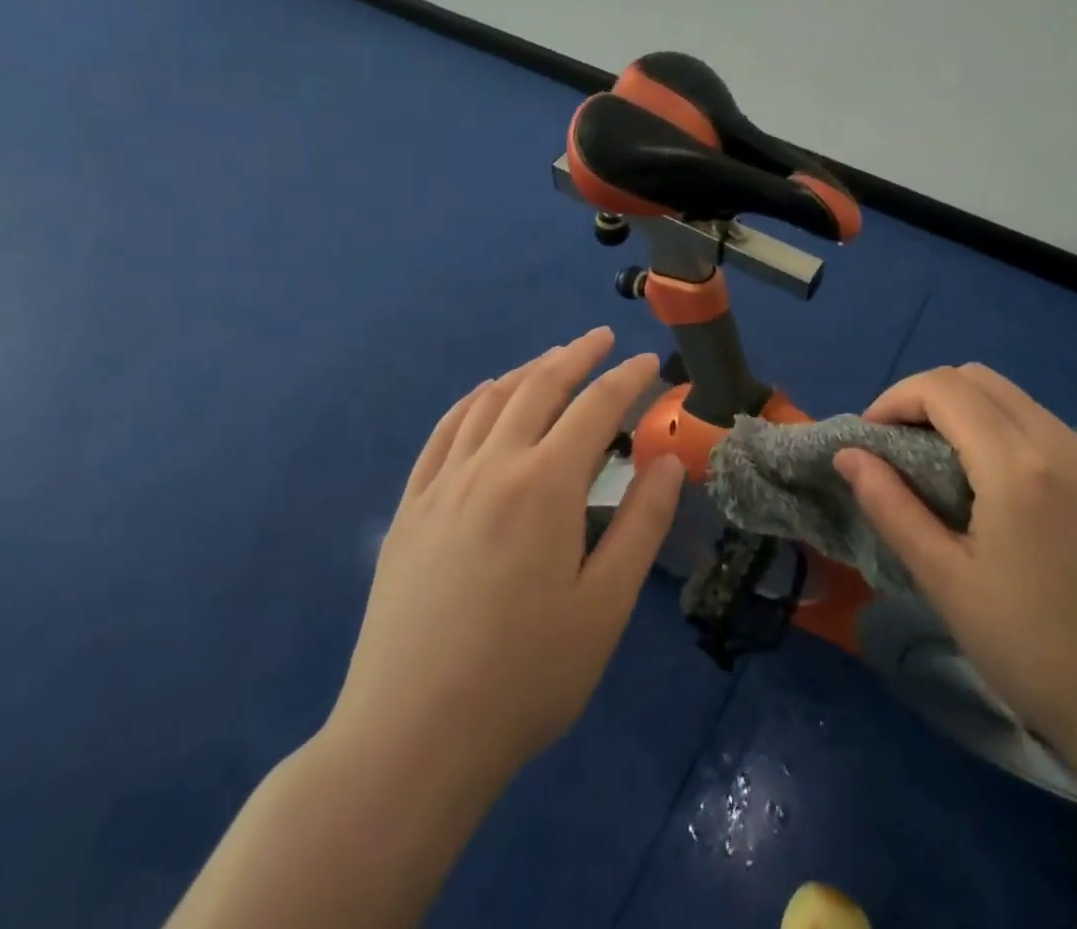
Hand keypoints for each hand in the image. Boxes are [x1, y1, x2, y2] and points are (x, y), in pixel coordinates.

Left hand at [325, 328, 684, 789]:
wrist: (410, 738)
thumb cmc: (525, 676)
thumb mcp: (604, 606)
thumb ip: (641, 524)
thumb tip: (667, 462)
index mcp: (544, 485)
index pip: (595, 408)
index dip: (627, 379)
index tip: (650, 361)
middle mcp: (491, 466)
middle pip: (538, 387)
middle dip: (575, 355)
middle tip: (602, 339)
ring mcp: (442, 485)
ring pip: (489, 401)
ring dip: (526, 371)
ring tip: (552, 360)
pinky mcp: (410, 510)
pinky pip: (443, 433)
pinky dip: (471, 402)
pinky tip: (484, 398)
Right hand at [834, 364, 1076, 771]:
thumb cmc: (1032, 654)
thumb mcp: (945, 582)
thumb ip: (890, 505)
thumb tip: (848, 453)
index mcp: (1019, 468)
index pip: (944, 388)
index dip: (896, 398)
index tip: (871, 438)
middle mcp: (1066, 447)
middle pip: (981, 379)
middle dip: (929, 398)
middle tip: (903, 446)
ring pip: (1019, 402)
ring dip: (971, 415)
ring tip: (948, 468)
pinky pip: (1053, 433)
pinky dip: (1012, 438)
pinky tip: (1007, 494)